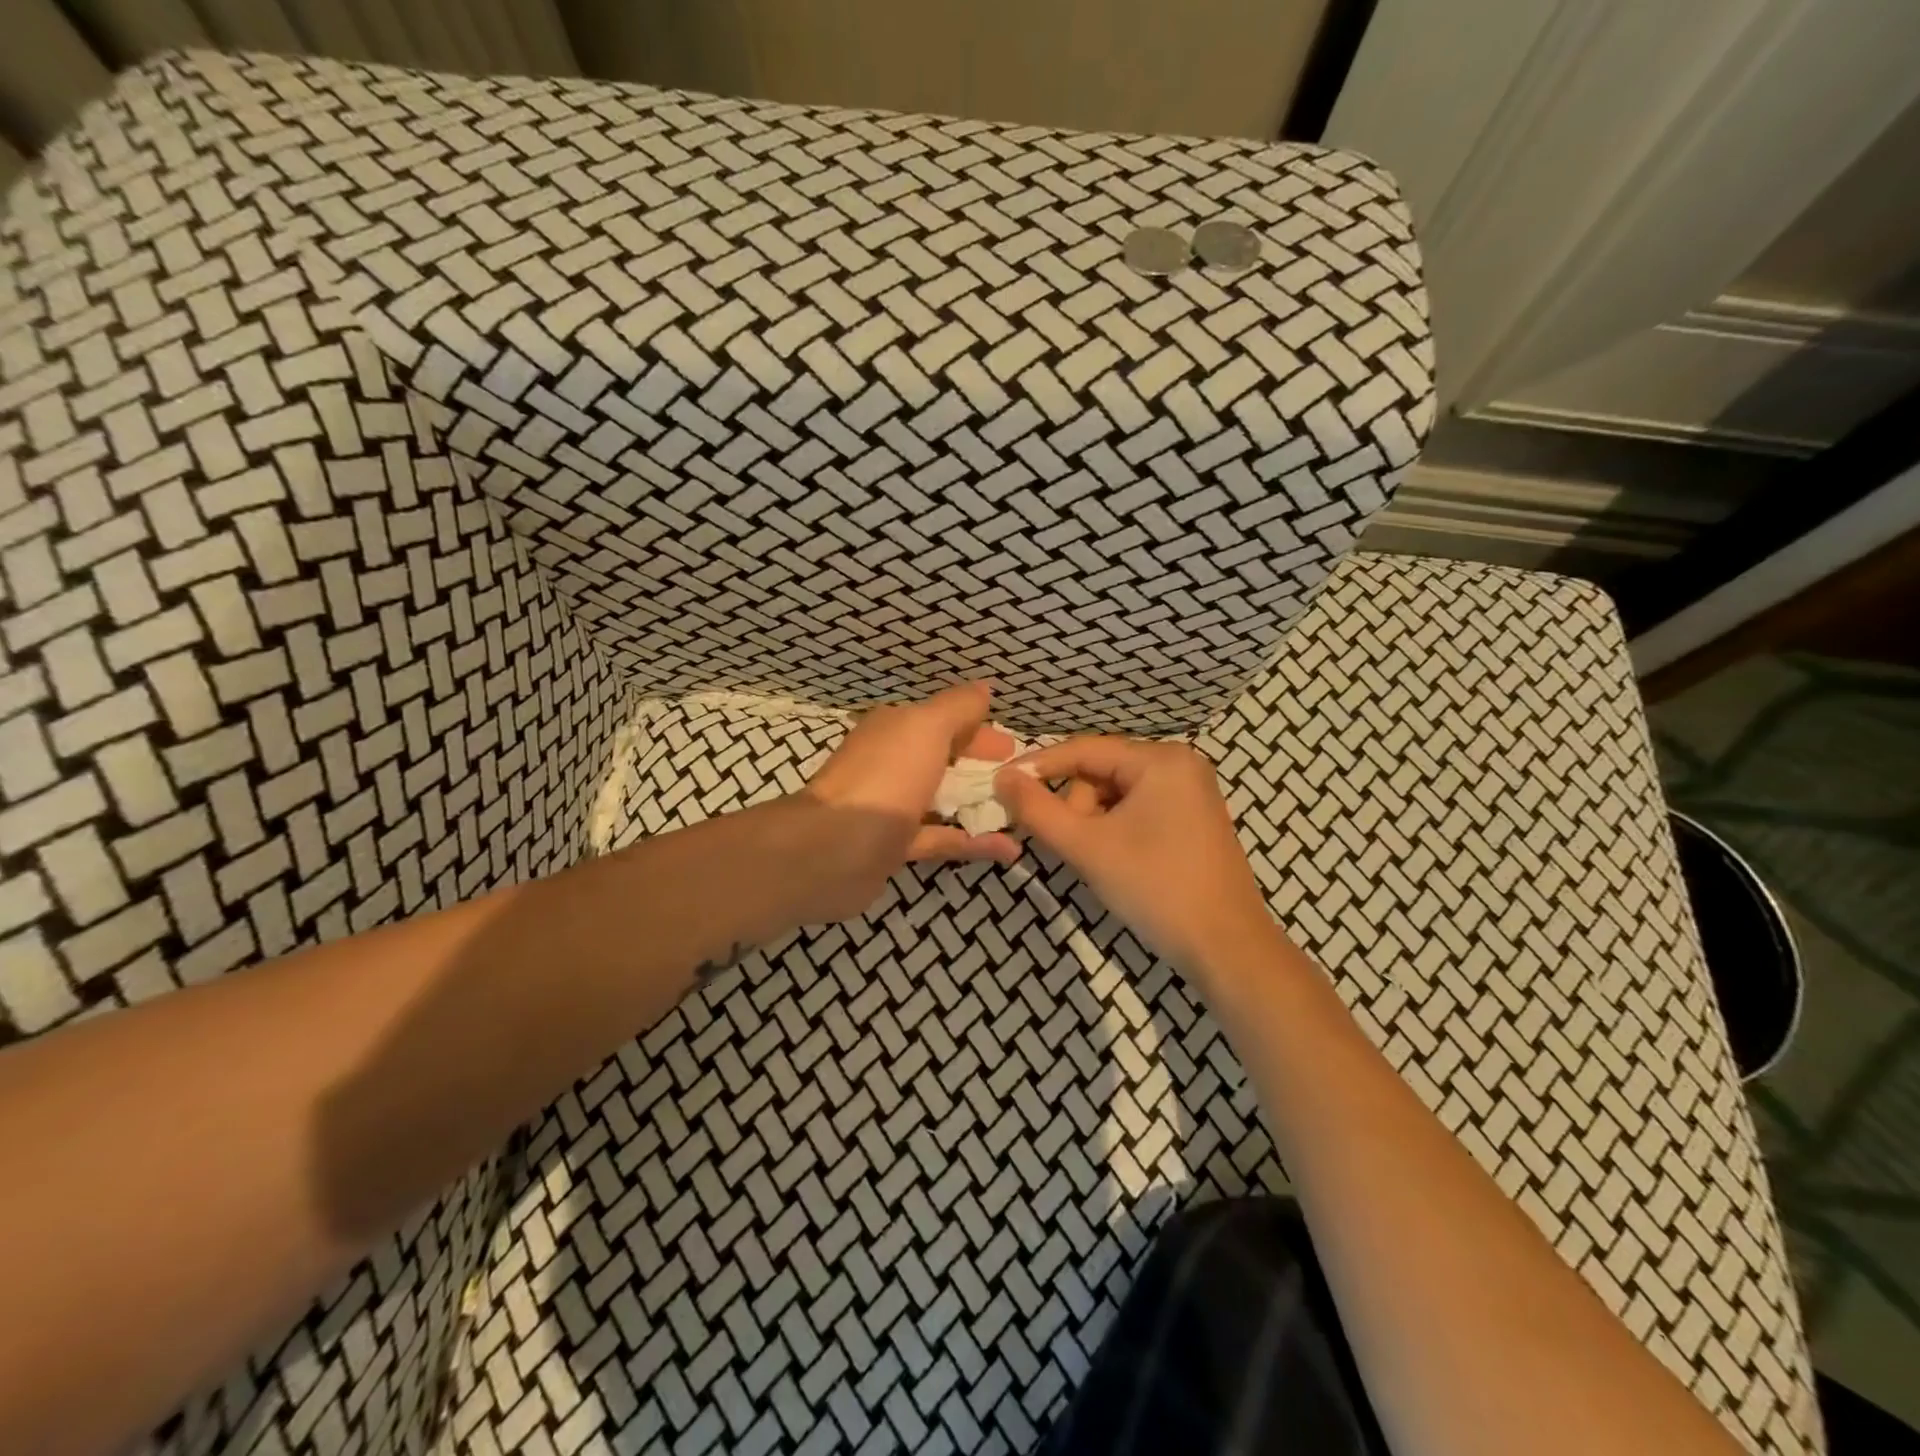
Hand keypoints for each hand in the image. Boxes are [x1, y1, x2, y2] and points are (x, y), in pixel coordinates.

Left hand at [792, 682, 1021, 918]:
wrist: (834, 849)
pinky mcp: (895, 846)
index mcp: (895, 729)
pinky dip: (973, 842)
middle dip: (982, 767)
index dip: (979, 729)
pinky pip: (942, 838)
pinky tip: (1009, 849)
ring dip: (980, 804)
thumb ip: (959, 707)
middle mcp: (892, 763)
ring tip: (1022, 812)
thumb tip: (984, 688)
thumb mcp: (927, 727)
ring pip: (943, 800)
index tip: (1013, 748)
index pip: (943, 721)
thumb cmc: (886, 777)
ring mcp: (892, 807)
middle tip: (1022, 780)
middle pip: (945, 760)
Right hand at [995, 737, 1277, 978]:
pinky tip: (1117, 862)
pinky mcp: (1192, 819)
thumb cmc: (1155, 888)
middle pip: (1100, 772)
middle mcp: (1179, 764)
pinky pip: (1137, 810)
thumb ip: (1037, 809)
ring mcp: (1190, 792)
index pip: (1083, 750)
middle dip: (1077, 808)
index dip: (1038, 767)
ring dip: (1094, 824)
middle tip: (1074, 849)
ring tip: (1099, 862)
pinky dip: (1115, 831)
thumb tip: (1001, 777)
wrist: (1226, 948)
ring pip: (1116, 794)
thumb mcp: (1087, 846)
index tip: (999, 784)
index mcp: (1160, 760)